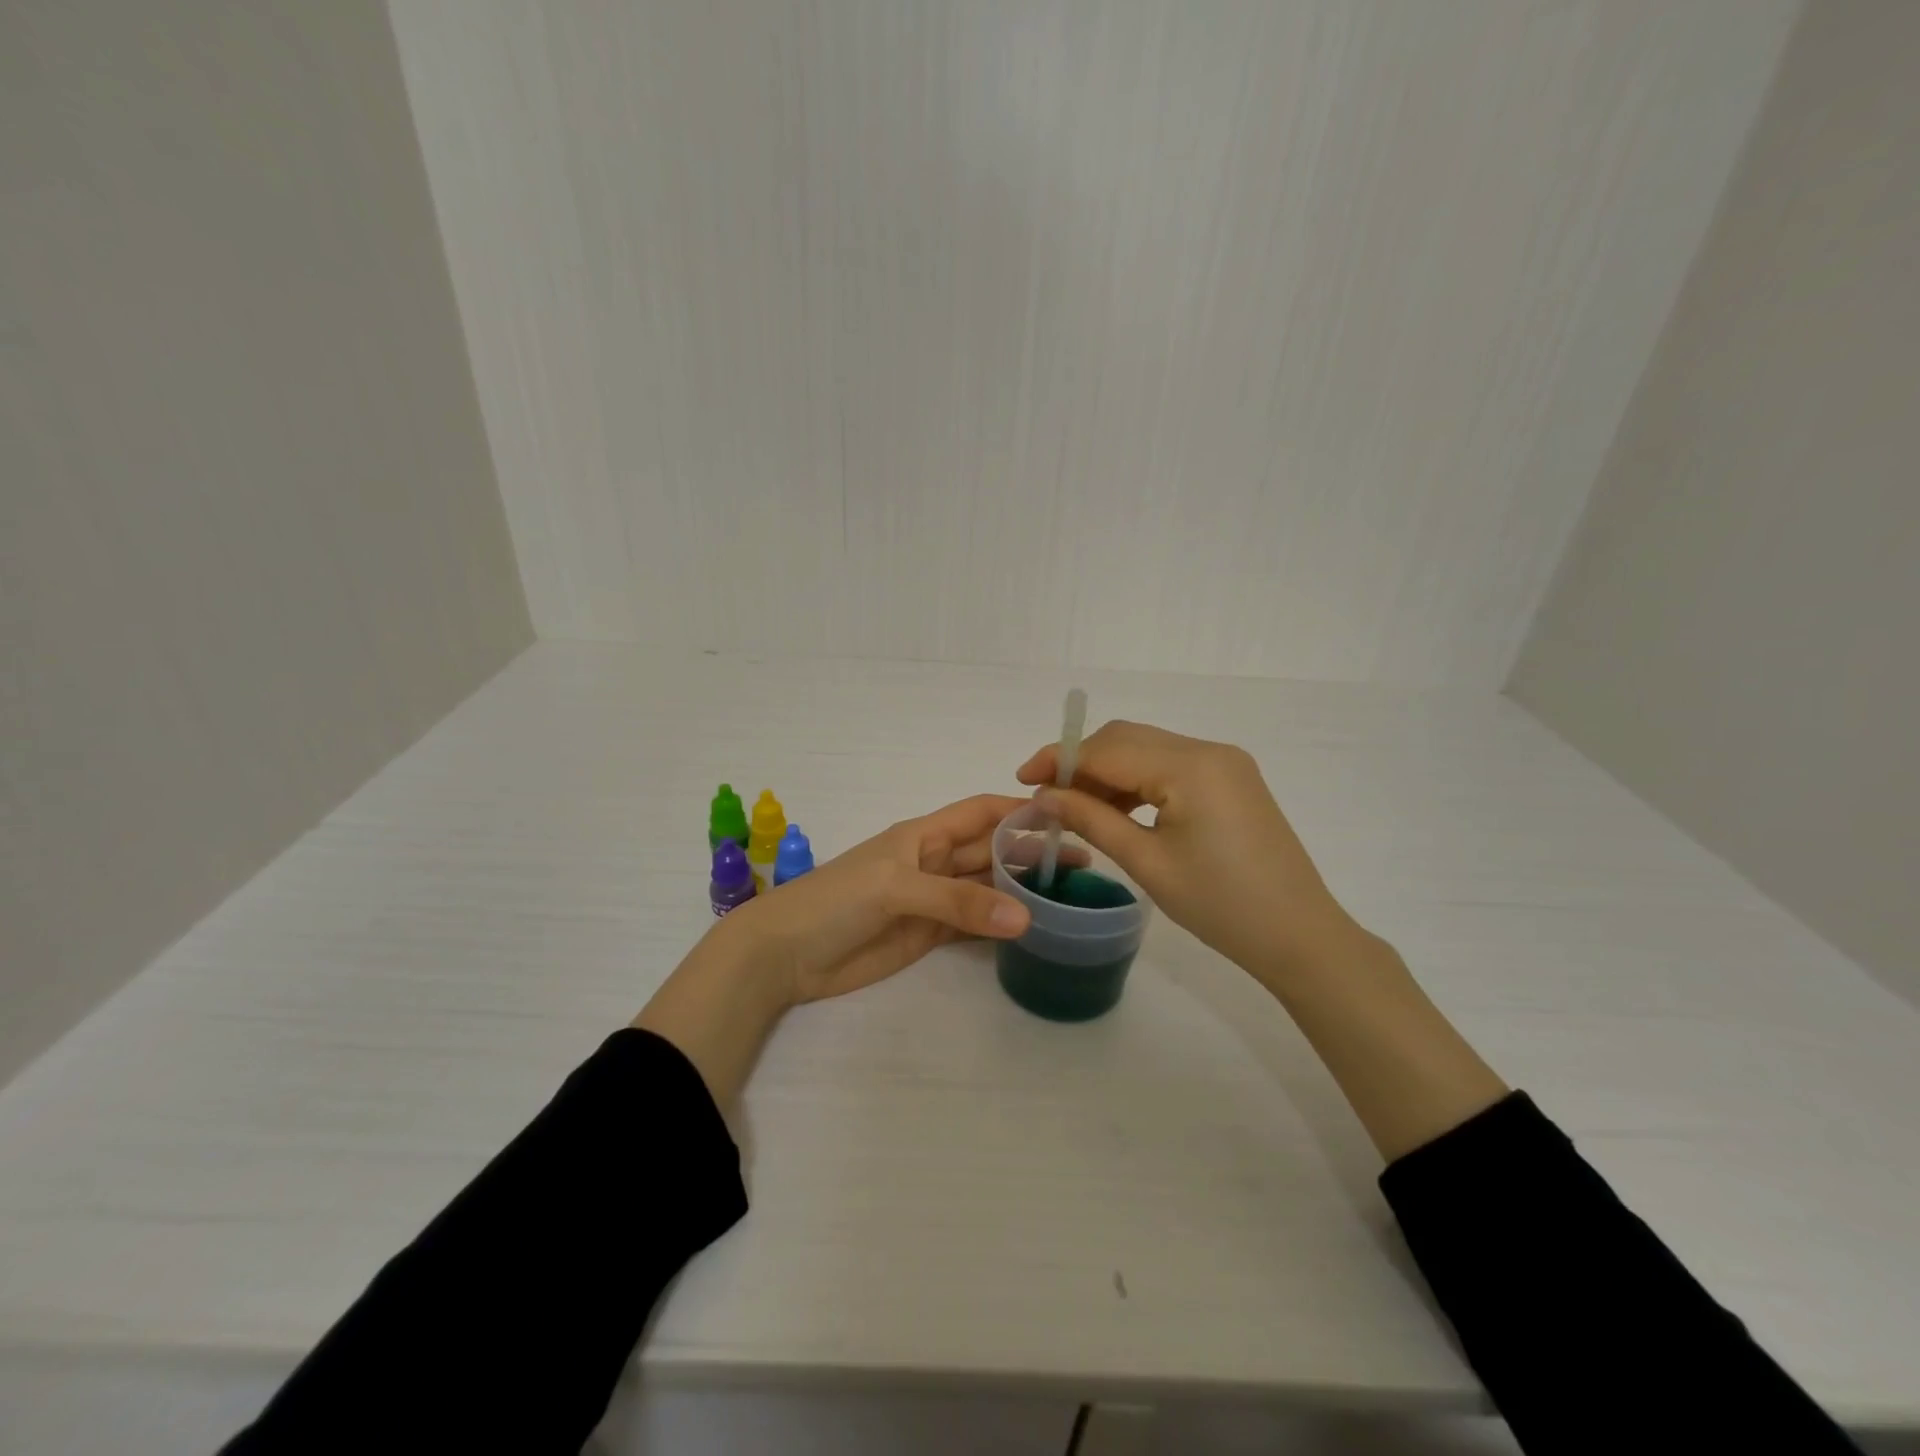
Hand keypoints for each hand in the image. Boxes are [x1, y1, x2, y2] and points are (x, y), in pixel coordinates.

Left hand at [638, 794, 1033, 1108]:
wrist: (785, 954)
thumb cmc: (835, 901)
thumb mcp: (895, 889)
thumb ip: (957, 903)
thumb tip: (1025, 917)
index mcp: (924, 835)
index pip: (981, 813)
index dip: (1019, 810)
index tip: (1067, 815)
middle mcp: (934, 861)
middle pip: (991, 850)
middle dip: (1032, 852)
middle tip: (1086, 864)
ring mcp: (933, 900)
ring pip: (987, 889)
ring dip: (1022, 890)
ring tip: (1070, 897)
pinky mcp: (928, 936)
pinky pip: (973, 925)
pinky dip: (1001, 925)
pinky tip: (1032, 928)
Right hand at [1017, 720, 1356, 984]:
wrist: (1299, 935)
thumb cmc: (1221, 906)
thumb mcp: (1147, 863)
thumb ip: (1091, 819)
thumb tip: (1042, 796)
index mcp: (1190, 767)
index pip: (1107, 749)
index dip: (1058, 760)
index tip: (1021, 780)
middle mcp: (1208, 750)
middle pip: (1126, 738)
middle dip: (1080, 762)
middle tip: (1046, 797)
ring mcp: (1225, 762)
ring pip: (1147, 749)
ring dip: (1107, 771)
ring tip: (1076, 808)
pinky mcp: (1231, 779)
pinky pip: (1170, 765)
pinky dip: (1137, 780)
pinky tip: (1116, 808)